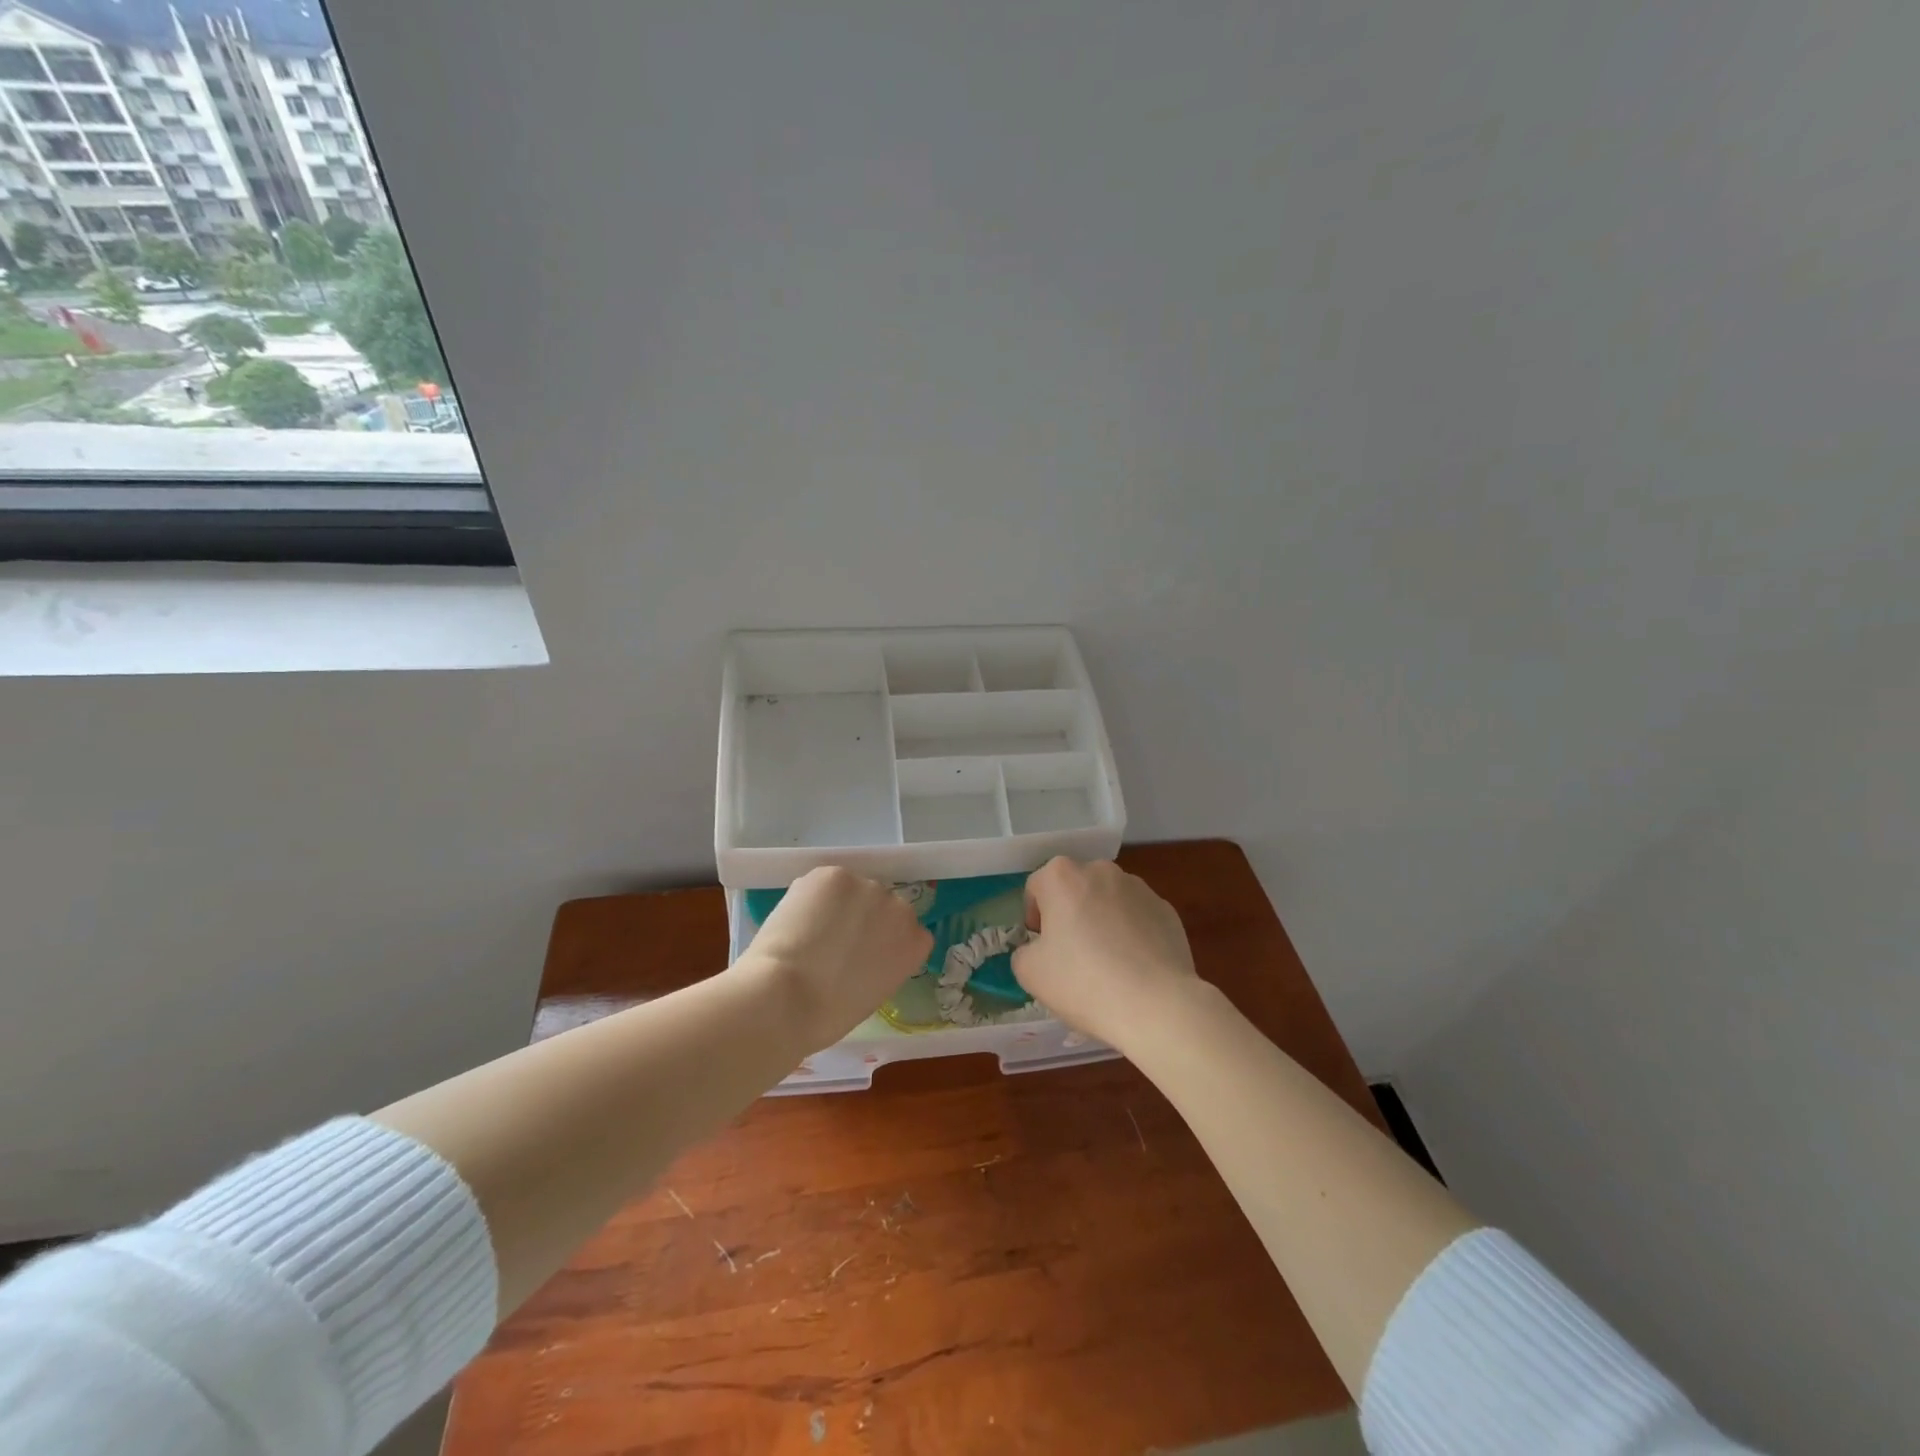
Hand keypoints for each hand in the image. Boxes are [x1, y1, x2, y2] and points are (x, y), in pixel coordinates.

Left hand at [740, 866, 931, 1051]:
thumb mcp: (872, 994)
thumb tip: (858, 952)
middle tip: (831, 941)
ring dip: (835, 905)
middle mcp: (899, 908)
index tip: (862, 952)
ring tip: (807, 931)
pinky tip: (796, 919)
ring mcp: (867, 886)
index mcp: (915, 943)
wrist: (788, 997)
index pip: (907, 929)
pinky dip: (811, 896)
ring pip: (851, 891)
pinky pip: (825, 882)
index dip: (881, 938)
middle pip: (880, 904)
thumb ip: (879, 964)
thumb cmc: (828, 1015)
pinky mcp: (834, 874)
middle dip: (861, 917)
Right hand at [1012, 858, 1199, 1047]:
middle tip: (1072, 955)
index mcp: (1062, 876)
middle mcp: (1100, 870)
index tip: (1042, 947)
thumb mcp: (1029, 973)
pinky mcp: (1166, 909)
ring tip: (1108, 964)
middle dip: (1070, 914)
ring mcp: (1138, 887)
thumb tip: (1038, 950)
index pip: (1036, 887)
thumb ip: (1024, 952)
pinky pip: (1138, 917)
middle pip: (1075, 888)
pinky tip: (1134, 967)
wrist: (1156, 1004)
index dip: (1034, 917)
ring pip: (1108, 900)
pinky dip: (1132, 933)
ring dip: (1102, 920)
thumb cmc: (1083, 982)